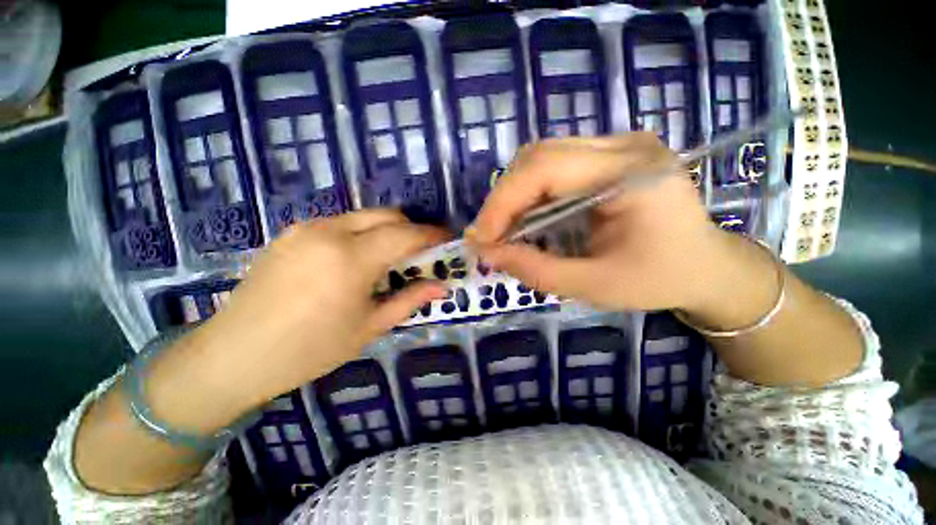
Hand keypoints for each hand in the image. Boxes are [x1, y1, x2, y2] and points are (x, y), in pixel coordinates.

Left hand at [147, 210, 447, 427]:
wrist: (233, 355)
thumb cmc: (309, 350)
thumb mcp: (369, 327)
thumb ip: (409, 300)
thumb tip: (441, 286)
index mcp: (351, 258)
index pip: (405, 234)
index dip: (431, 235)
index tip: (447, 239)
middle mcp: (330, 232)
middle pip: (387, 215)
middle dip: (411, 228)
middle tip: (421, 251)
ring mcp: (306, 228)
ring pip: (363, 216)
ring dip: (386, 230)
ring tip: (390, 257)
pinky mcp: (291, 232)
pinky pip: (340, 223)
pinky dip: (361, 233)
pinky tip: (356, 259)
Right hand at [469, 132, 741, 312]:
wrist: (706, 266)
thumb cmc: (659, 280)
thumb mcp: (594, 286)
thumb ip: (536, 270)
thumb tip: (488, 254)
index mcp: (633, 173)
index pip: (545, 168)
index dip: (502, 202)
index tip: (481, 238)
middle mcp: (624, 146)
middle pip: (538, 156)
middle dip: (503, 199)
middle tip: (489, 236)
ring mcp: (616, 145)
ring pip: (540, 158)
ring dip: (514, 196)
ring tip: (505, 231)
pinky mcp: (607, 156)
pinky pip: (553, 167)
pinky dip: (529, 195)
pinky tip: (527, 220)